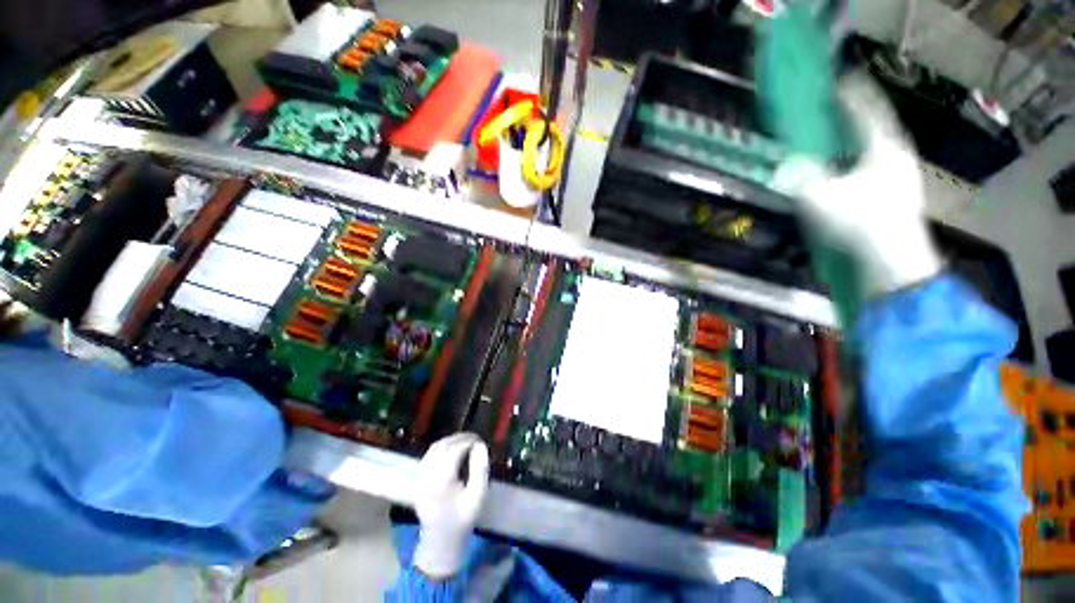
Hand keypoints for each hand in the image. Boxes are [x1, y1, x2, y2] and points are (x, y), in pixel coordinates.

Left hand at [412, 433, 489, 578]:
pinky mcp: (418, 479)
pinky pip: (428, 456)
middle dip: (460, 438)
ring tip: (465, 442)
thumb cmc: (462, 519)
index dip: (469, 441)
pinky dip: (440, 448)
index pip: (455, 449)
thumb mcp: (478, 496)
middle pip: (443, 446)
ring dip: (450, 441)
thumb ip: (480, 469)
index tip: (481, 441)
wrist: (440, 541)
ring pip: (434, 448)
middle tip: (475, 439)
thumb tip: (480, 446)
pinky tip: (451, 450)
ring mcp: (420, 477)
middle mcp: (428, 475)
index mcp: (442, 480)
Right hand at [775, 74, 941, 296]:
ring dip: (856, 139)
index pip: (866, 110)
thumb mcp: (820, 198)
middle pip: (874, 126)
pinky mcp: (896, 196)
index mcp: (884, 148)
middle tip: (834, 107)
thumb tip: (783, 165)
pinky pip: (874, 165)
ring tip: (838, 135)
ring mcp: (900, 177)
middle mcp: (896, 157)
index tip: (837, 80)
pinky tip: (847, 168)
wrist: (893, 265)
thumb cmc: (861, 225)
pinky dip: (859, 160)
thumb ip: (799, 177)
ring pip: (875, 147)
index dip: (851, 94)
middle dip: (854, 115)